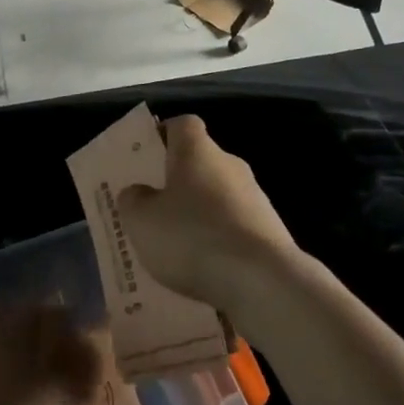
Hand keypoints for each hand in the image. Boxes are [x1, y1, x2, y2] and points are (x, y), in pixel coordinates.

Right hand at [116, 115, 301, 314]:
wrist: (261, 279)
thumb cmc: (192, 237)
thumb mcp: (142, 220)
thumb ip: (134, 200)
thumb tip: (138, 191)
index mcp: (198, 150)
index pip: (182, 124)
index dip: (164, 135)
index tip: (147, 157)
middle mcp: (230, 164)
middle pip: (200, 162)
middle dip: (178, 182)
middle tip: (152, 209)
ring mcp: (255, 196)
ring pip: (217, 197)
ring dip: (198, 215)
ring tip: (174, 248)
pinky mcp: (270, 229)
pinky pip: (234, 227)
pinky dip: (218, 241)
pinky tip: (203, 269)